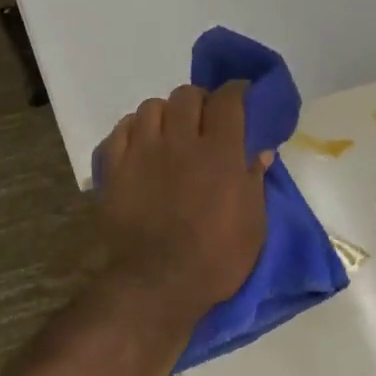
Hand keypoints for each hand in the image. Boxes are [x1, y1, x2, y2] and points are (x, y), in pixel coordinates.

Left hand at [95, 83, 271, 321]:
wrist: (157, 284)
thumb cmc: (215, 259)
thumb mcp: (252, 225)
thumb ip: (254, 181)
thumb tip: (260, 151)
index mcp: (219, 153)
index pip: (228, 100)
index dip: (236, 91)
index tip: (240, 96)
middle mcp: (180, 142)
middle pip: (187, 96)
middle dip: (200, 101)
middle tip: (204, 120)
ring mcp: (142, 152)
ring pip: (151, 107)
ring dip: (165, 114)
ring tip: (169, 132)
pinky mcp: (114, 168)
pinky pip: (121, 129)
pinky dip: (133, 129)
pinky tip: (141, 143)